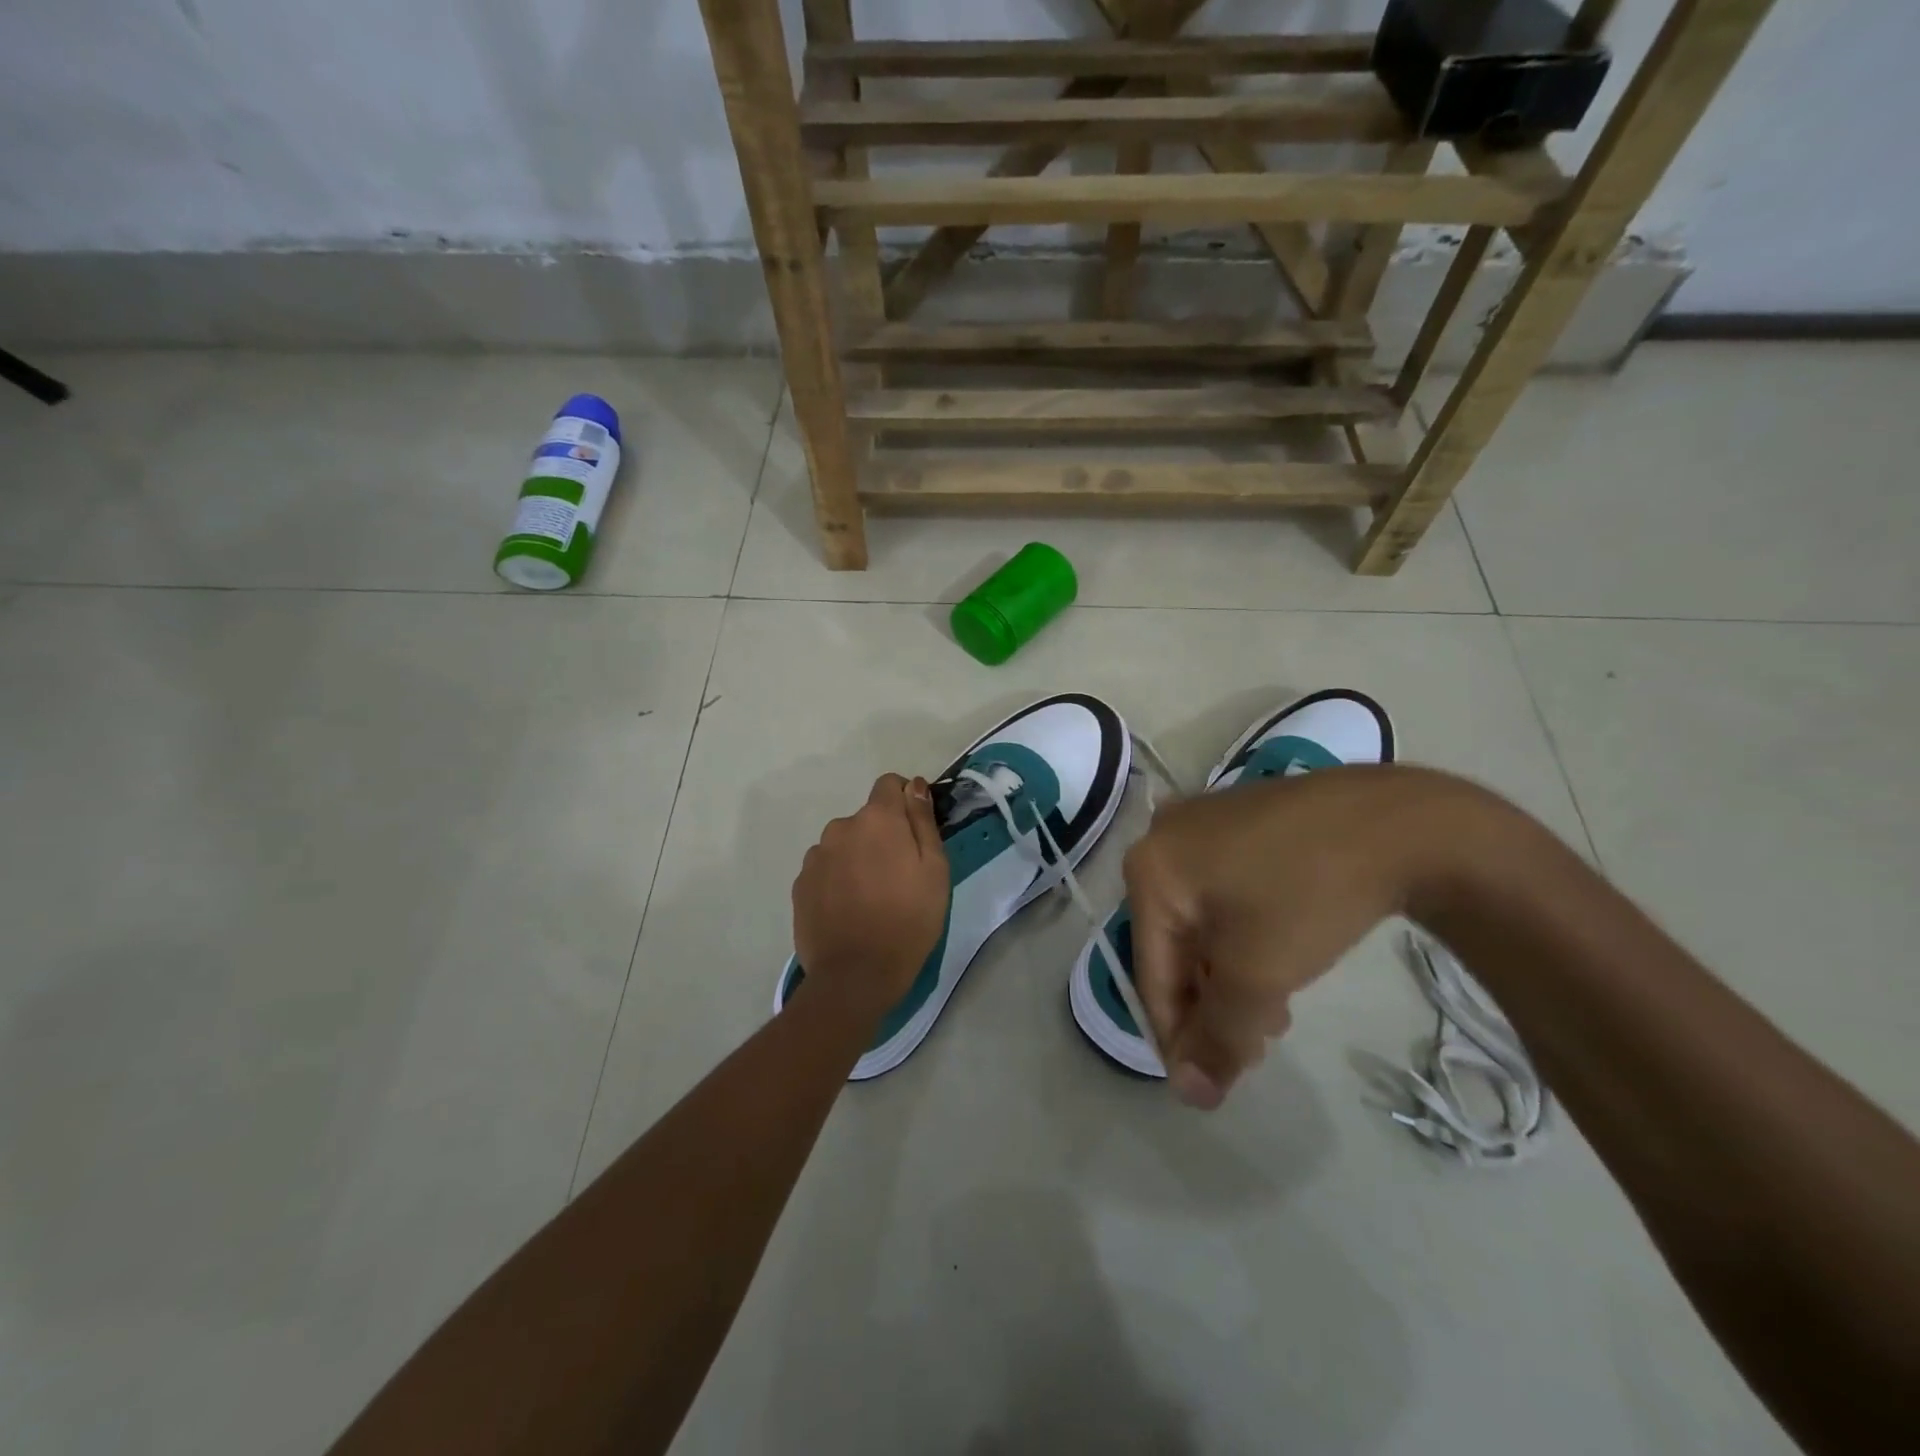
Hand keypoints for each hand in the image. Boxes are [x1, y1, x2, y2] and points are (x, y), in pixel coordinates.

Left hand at [791, 773, 950, 1015]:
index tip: (914, 832)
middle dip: (882, 836)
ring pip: (844, 844)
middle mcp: (840, 827)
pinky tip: (849, 910)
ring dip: (857, 858)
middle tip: (899, 876)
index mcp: (877, 819)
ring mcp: (816, 856)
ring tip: (871, 898)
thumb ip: (922, 821)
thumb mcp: (934, 869)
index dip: (904, 801)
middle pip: (866, 819)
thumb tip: (913, 785)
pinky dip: (837, 880)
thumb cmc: (908, 920)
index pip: (888, 784)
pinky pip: (825, 869)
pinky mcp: (800, 884)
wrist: (855, 975)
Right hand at [1124, 765, 1496, 1109]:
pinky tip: (1277, 958)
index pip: (1150, 971)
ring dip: (1228, 974)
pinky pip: (1223, 890)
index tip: (1209, 1086)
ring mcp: (1202, 823)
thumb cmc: (1308, 894)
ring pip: (1201, 920)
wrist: (1397, 820)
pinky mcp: (1240, 820)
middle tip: (1252, 1047)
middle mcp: (1162, 839)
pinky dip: (1241, 934)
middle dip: (1210, 1003)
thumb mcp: (1258, 975)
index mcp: (1148, 869)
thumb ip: (1219, 1038)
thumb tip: (1190, 1095)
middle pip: (1174, 944)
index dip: (1177, 1036)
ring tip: (1273, 1012)